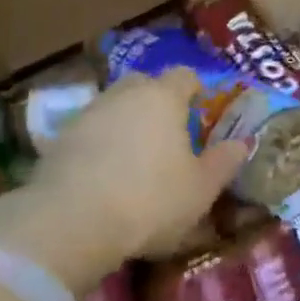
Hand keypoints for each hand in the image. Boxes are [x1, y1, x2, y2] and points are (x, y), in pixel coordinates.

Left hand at [0, 69, 248, 292]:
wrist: (70, 224)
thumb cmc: (151, 199)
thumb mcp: (202, 189)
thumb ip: (225, 162)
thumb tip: (243, 143)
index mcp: (164, 97)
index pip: (185, 76)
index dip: (196, 90)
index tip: (202, 113)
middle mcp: (125, 94)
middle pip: (145, 85)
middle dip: (157, 101)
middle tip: (169, 134)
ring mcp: (87, 114)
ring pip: (114, 108)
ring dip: (125, 124)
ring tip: (135, 159)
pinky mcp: (56, 141)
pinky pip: (89, 134)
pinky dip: (99, 146)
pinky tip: (105, 177)